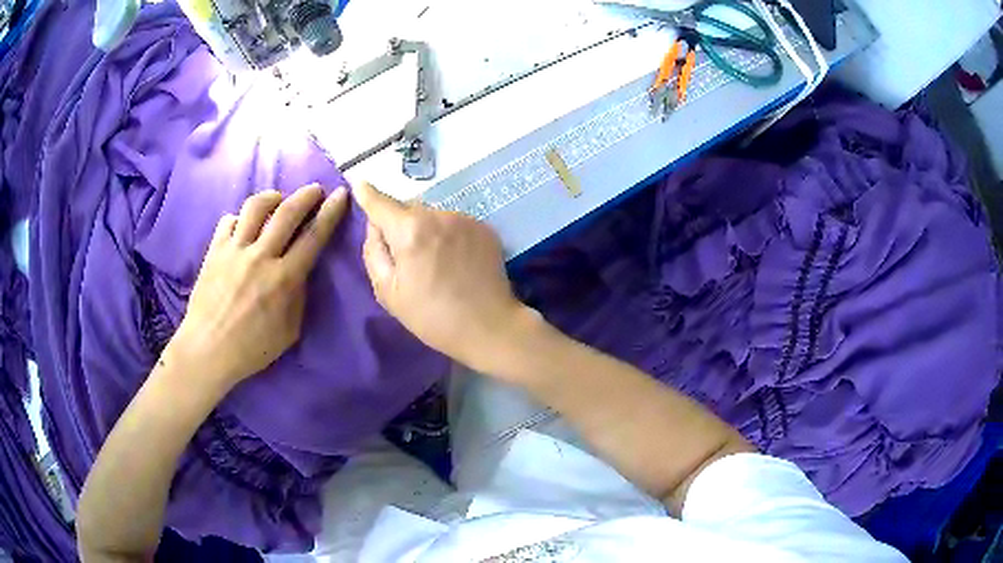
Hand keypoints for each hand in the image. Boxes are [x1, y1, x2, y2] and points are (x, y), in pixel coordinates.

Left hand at [167, 184, 347, 389]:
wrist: (208, 350)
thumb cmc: (252, 348)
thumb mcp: (290, 331)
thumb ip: (298, 297)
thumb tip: (299, 272)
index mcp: (284, 279)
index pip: (313, 237)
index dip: (330, 213)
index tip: (340, 195)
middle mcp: (260, 256)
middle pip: (287, 212)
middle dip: (306, 195)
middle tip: (314, 190)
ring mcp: (234, 250)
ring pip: (255, 207)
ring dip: (272, 197)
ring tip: (278, 200)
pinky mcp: (214, 250)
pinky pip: (229, 221)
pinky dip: (240, 219)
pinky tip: (243, 228)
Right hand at [354, 182, 529, 370]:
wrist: (489, 326)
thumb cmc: (432, 316)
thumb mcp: (388, 292)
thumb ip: (374, 252)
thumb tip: (374, 226)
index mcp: (409, 231)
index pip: (381, 203)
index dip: (367, 194)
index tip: (359, 184)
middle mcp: (438, 215)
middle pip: (408, 209)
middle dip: (400, 224)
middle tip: (405, 257)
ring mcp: (464, 219)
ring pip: (432, 215)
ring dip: (425, 229)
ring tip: (434, 262)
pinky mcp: (484, 227)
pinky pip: (454, 223)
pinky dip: (447, 234)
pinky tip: (455, 261)